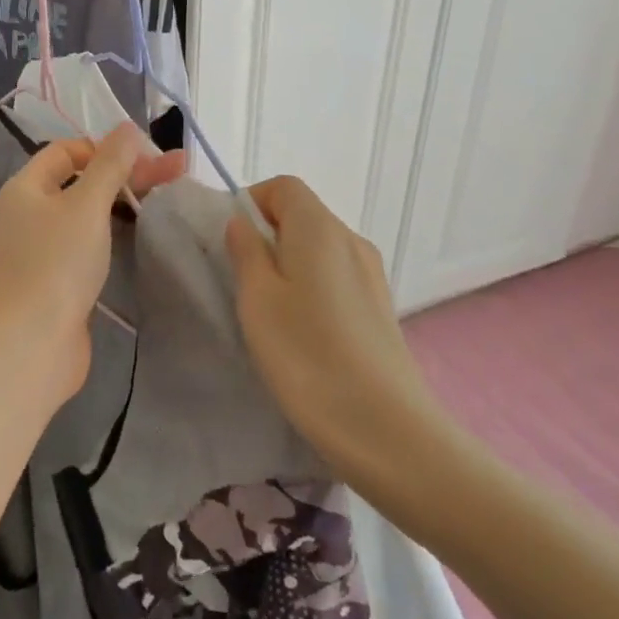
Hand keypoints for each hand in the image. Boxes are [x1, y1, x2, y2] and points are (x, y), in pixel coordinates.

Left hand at [0, 124, 185, 405]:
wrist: (33, 345)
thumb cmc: (57, 264)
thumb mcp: (87, 206)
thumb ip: (110, 165)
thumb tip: (127, 127)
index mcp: (26, 188)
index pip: (66, 151)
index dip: (105, 147)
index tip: (144, 157)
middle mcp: (29, 213)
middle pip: (81, 180)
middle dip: (126, 173)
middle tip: (176, 170)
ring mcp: (41, 248)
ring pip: (87, 213)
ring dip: (123, 202)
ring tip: (166, 196)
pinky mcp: (56, 278)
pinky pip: (86, 242)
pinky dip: (112, 233)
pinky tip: (140, 231)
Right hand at [226, 177, 446, 485]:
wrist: (387, 431)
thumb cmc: (308, 357)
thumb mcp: (258, 300)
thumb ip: (246, 252)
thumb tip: (242, 223)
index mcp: (319, 228)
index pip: (282, 187)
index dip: (252, 202)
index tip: (231, 242)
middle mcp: (351, 240)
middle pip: (302, 214)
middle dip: (267, 235)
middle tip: (243, 281)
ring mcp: (372, 274)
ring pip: (319, 248)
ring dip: (289, 264)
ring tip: (271, 312)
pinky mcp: (380, 307)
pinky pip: (336, 276)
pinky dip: (312, 286)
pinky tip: (304, 332)